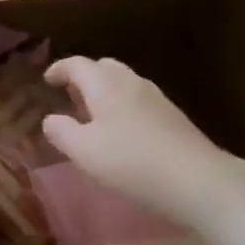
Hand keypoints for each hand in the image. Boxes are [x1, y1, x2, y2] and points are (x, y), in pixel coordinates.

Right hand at [42, 56, 244, 232]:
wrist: (198, 179)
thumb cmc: (131, 162)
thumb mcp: (84, 152)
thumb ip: (61, 132)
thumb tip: (50, 119)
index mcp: (105, 84)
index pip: (77, 65)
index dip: (59, 69)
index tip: (47, 80)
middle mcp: (131, 82)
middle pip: (103, 67)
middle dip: (84, 77)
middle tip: (70, 96)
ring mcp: (156, 97)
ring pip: (123, 82)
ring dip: (104, 91)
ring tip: (94, 115)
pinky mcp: (173, 116)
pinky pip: (139, 99)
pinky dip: (122, 105)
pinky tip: (123, 131)